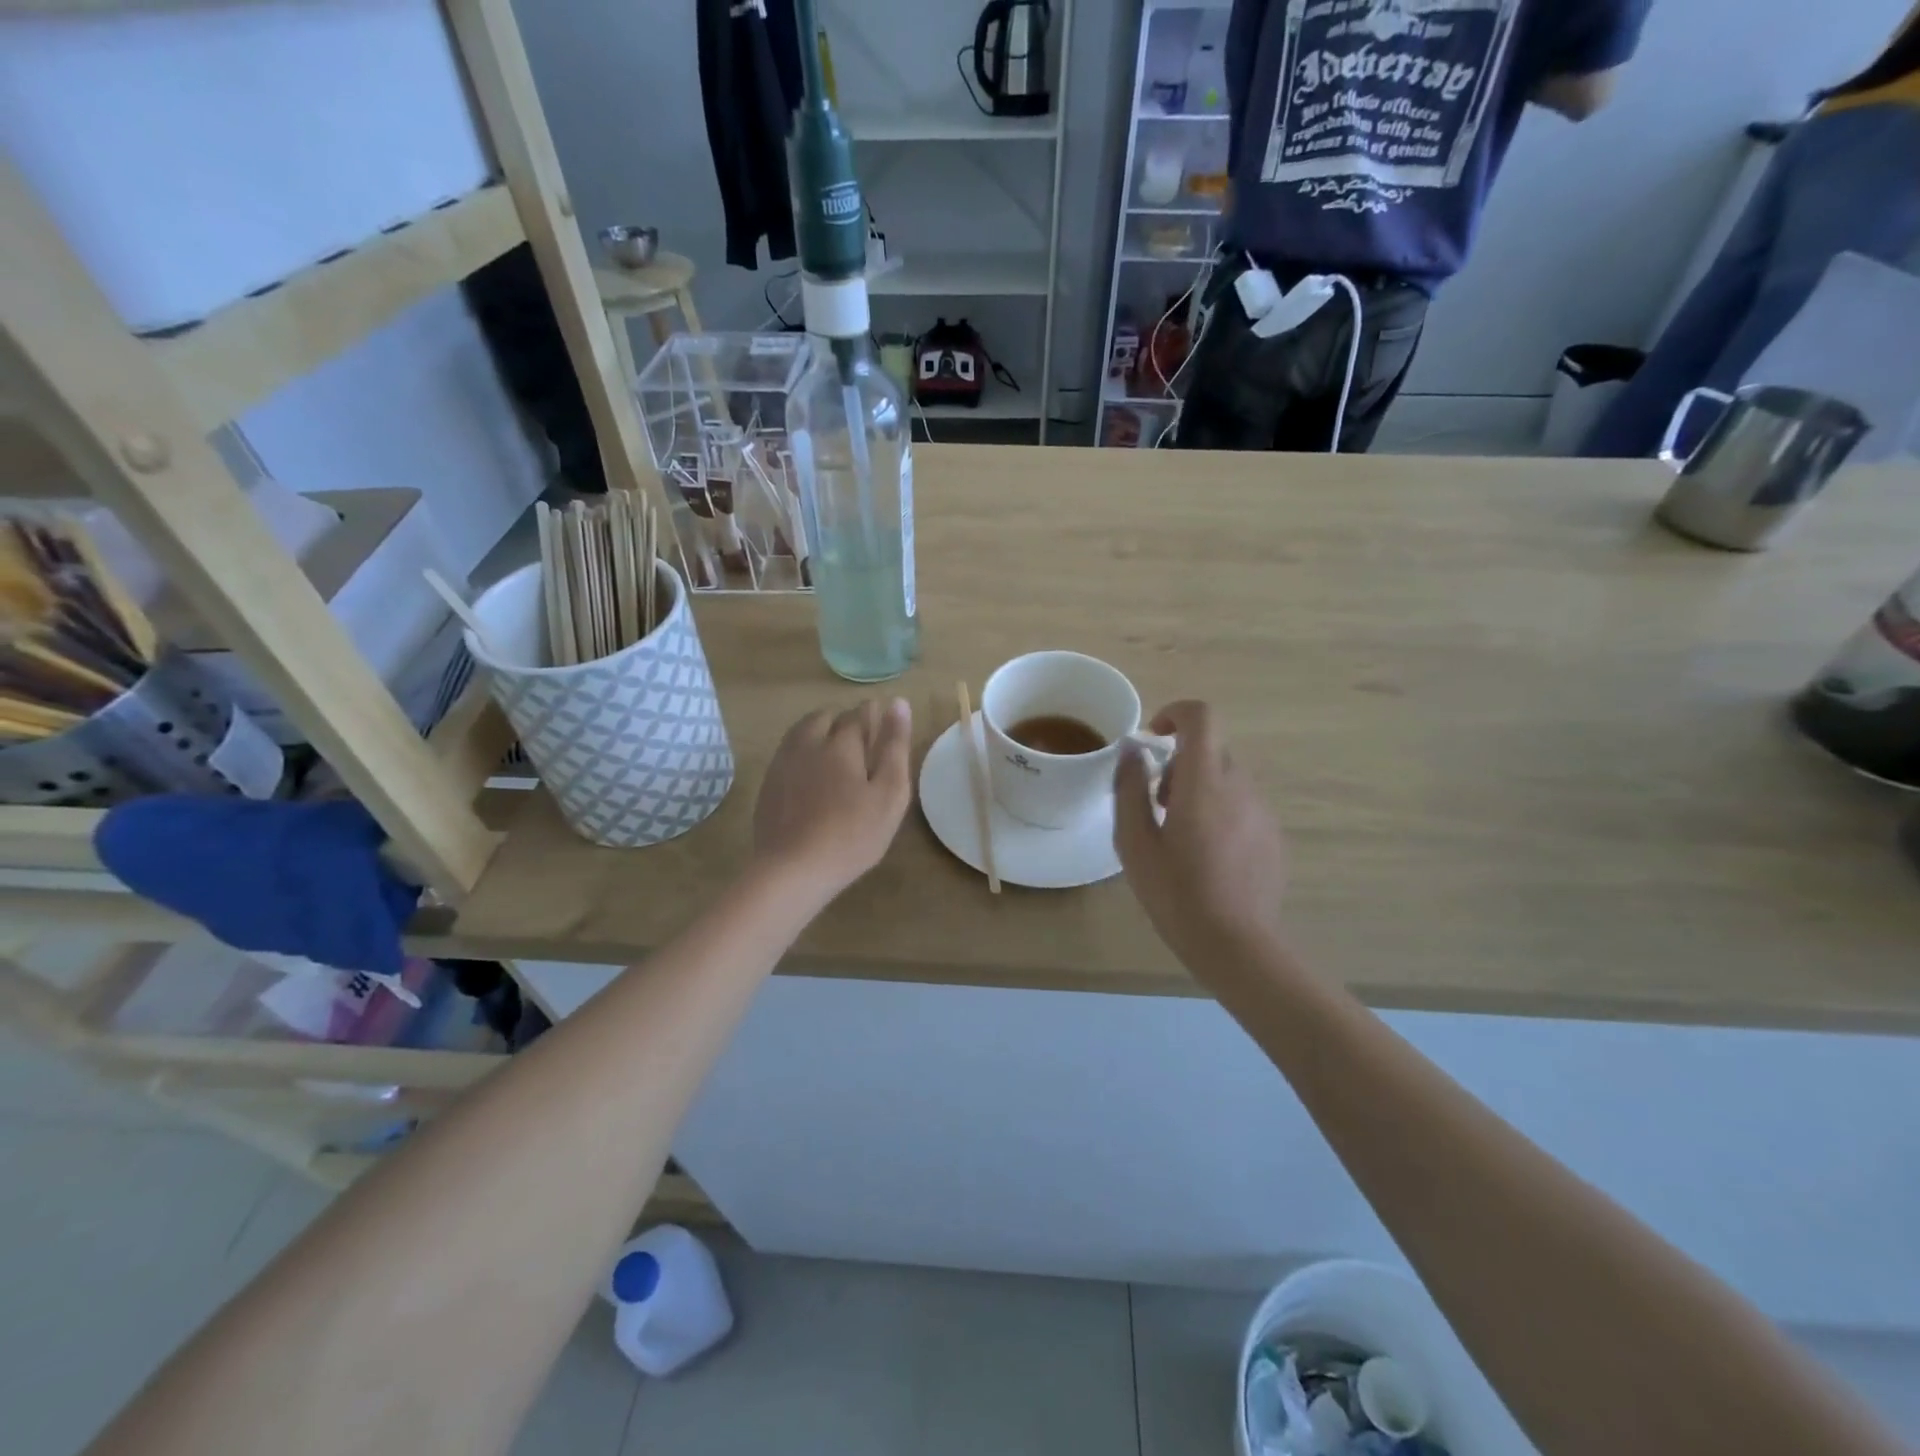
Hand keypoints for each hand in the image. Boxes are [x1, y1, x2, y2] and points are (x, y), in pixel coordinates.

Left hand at [753, 698, 912, 903]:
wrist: (793, 870)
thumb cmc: (852, 834)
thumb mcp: (889, 793)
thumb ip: (894, 746)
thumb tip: (898, 702)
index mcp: (841, 743)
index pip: (858, 714)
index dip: (873, 715)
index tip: (883, 722)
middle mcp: (808, 744)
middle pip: (825, 717)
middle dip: (843, 721)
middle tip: (861, 742)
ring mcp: (783, 764)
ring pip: (801, 732)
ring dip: (819, 732)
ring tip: (835, 753)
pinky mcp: (768, 785)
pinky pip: (787, 754)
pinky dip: (802, 754)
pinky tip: (810, 775)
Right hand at [1113, 700, 1287, 969]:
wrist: (1236, 944)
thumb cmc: (1176, 893)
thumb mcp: (1135, 842)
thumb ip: (1129, 789)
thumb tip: (1132, 753)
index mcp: (1205, 782)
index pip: (1201, 717)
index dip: (1175, 714)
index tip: (1154, 739)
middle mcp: (1240, 786)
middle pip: (1211, 749)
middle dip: (1179, 763)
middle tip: (1156, 804)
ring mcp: (1262, 810)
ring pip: (1226, 778)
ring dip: (1199, 788)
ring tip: (1179, 834)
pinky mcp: (1273, 835)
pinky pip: (1242, 804)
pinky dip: (1219, 811)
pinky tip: (1206, 856)